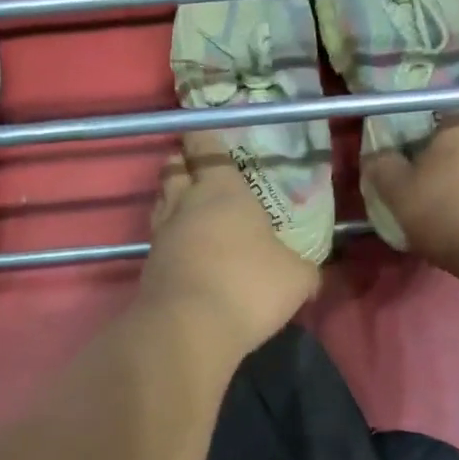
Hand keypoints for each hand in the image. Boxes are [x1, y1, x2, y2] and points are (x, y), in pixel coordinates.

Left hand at [141, 130, 319, 354]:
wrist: (189, 329)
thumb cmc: (249, 286)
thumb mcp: (296, 277)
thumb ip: (302, 267)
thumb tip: (310, 273)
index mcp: (222, 190)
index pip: (206, 149)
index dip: (203, 138)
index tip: (200, 130)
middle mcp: (185, 204)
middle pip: (173, 170)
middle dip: (181, 164)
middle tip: (193, 168)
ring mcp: (161, 236)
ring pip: (160, 203)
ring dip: (171, 199)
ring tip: (187, 206)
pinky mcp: (148, 268)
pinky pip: (158, 240)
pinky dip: (170, 238)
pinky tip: (185, 250)